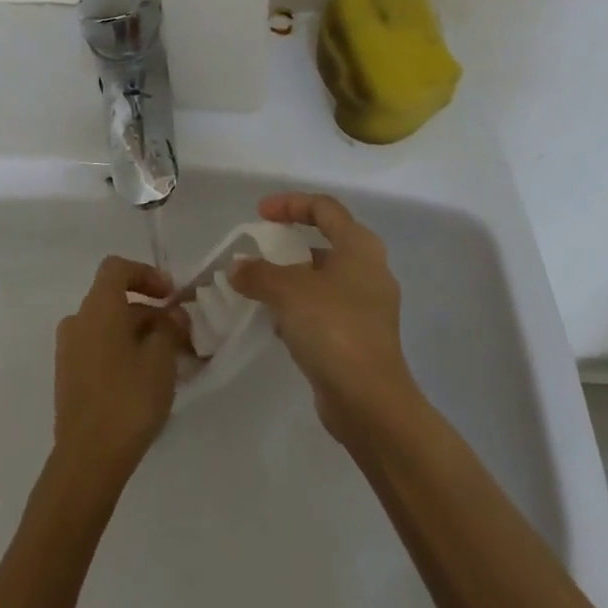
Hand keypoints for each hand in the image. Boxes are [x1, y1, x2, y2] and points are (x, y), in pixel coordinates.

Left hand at [52, 256, 187, 474]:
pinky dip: (120, 353)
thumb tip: (172, 315)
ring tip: (165, 361)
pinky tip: (143, 381)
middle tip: (177, 334)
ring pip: (107, 327)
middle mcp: (78, 319)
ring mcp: (68, 351)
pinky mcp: (68, 379)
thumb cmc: (128, 398)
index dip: (146, 274)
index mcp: (98, 305)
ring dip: (136, 334)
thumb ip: (170, 327)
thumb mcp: (162, 357)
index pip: (118, 268)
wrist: (87, 461)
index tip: (170, 295)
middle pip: (114, 299)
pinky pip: (97, 350)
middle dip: (148, 311)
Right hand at [229, 192, 420, 442]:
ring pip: (325, 279)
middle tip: (262, 250)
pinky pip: (327, 309)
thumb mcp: (288, 292)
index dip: (290, 203)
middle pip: (326, 241)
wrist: (370, 403)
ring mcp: (369, 306)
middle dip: (290, 244)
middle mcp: (370, 269)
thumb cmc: (334, 328)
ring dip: (294, 280)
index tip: (260, 214)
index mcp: (359, 246)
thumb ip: (258, 273)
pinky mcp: (363, 338)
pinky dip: (303, 309)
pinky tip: (278, 324)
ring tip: (262, 289)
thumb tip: (237, 267)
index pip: (323, 207)